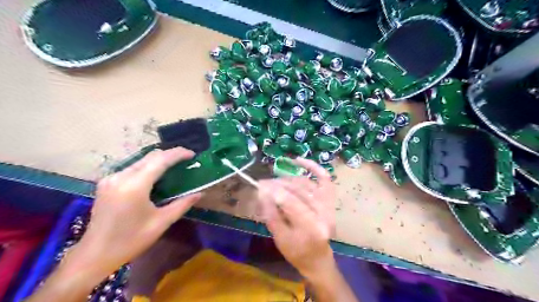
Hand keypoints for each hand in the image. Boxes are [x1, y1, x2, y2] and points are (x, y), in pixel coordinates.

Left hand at [71, 148, 199, 276]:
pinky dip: (148, 167)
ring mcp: (111, 178)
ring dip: (159, 160)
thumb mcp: (161, 222)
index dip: (178, 154)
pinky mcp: (107, 182)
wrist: (94, 255)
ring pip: (141, 160)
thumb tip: (200, 193)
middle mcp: (121, 176)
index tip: (192, 155)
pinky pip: (132, 167)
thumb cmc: (131, 240)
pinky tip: (156, 175)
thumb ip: (182, 204)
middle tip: (186, 160)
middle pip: (150, 156)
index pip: (160, 160)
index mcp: (134, 186)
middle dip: (170, 155)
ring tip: (174, 166)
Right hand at [258, 157, 334, 279]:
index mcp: (312, 228)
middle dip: (278, 184)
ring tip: (274, 181)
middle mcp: (325, 214)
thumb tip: (262, 191)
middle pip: (299, 191)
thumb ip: (271, 214)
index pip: (292, 202)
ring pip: (306, 183)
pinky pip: (324, 178)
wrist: (317, 258)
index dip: (275, 191)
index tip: (260, 185)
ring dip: (288, 179)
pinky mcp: (330, 200)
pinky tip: (299, 161)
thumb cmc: (297, 252)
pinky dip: (313, 167)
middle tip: (263, 182)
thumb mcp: (279, 238)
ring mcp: (330, 205)